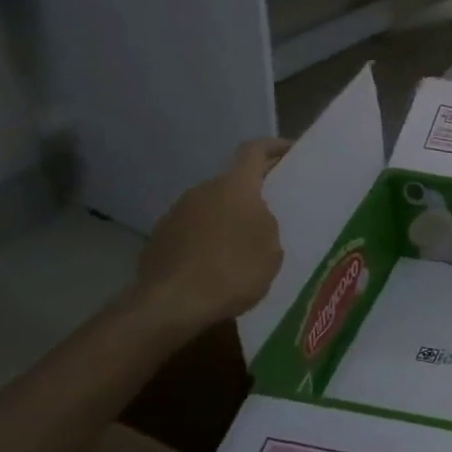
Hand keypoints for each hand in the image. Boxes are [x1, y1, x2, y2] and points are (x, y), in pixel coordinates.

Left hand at [132, 138, 290, 333]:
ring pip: (212, 207)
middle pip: (233, 182)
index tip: (291, 152)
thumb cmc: (233, 271)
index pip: (254, 150)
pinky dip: (208, 239)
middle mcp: (203, 190)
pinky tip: (218, 265)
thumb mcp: (271, 249)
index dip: (274, 147)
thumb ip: (267, 224)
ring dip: (229, 218)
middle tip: (274, 212)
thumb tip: (256, 218)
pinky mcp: (160, 238)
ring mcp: (176, 213)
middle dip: (253, 192)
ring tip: (246, 245)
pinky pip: (193, 230)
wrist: (171, 304)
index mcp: (235, 187)